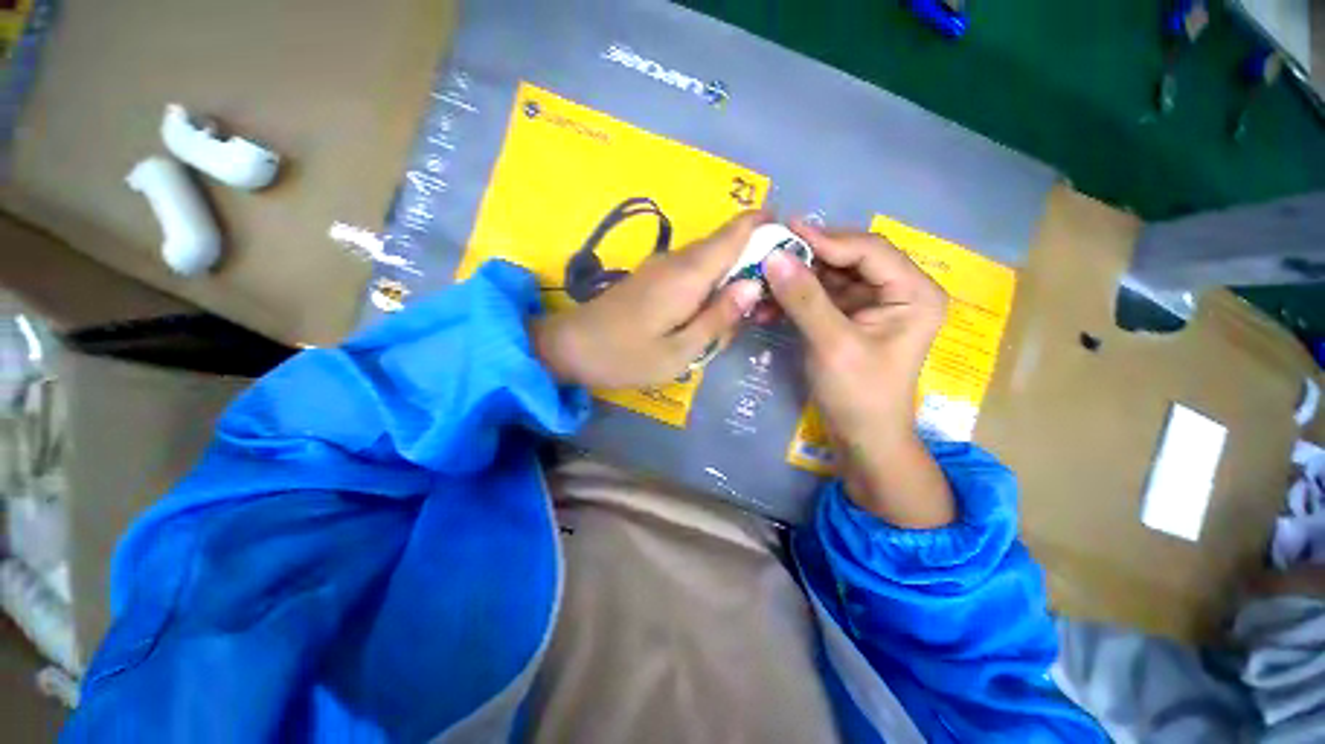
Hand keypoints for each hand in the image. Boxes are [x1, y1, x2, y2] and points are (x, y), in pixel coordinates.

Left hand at [533, 211, 768, 388]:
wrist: (570, 347)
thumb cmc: (626, 356)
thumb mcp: (680, 351)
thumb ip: (718, 318)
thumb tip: (755, 284)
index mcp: (688, 274)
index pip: (735, 233)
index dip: (764, 225)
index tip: (791, 236)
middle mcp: (677, 261)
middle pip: (725, 242)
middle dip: (755, 254)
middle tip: (776, 285)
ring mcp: (661, 267)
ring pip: (709, 256)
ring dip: (734, 269)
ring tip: (751, 300)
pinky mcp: (652, 277)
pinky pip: (692, 269)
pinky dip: (712, 279)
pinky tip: (716, 305)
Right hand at [764, 221, 954, 527]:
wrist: (861, 437)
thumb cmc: (859, 394)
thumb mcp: (832, 344)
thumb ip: (804, 299)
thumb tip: (773, 256)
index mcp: (913, 292)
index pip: (869, 251)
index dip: (827, 239)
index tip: (785, 232)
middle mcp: (896, 291)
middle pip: (847, 260)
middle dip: (806, 260)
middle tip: (768, 253)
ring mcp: (870, 305)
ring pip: (828, 278)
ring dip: (794, 281)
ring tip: (761, 282)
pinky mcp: (847, 319)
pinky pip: (819, 298)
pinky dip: (794, 300)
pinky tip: (768, 306)